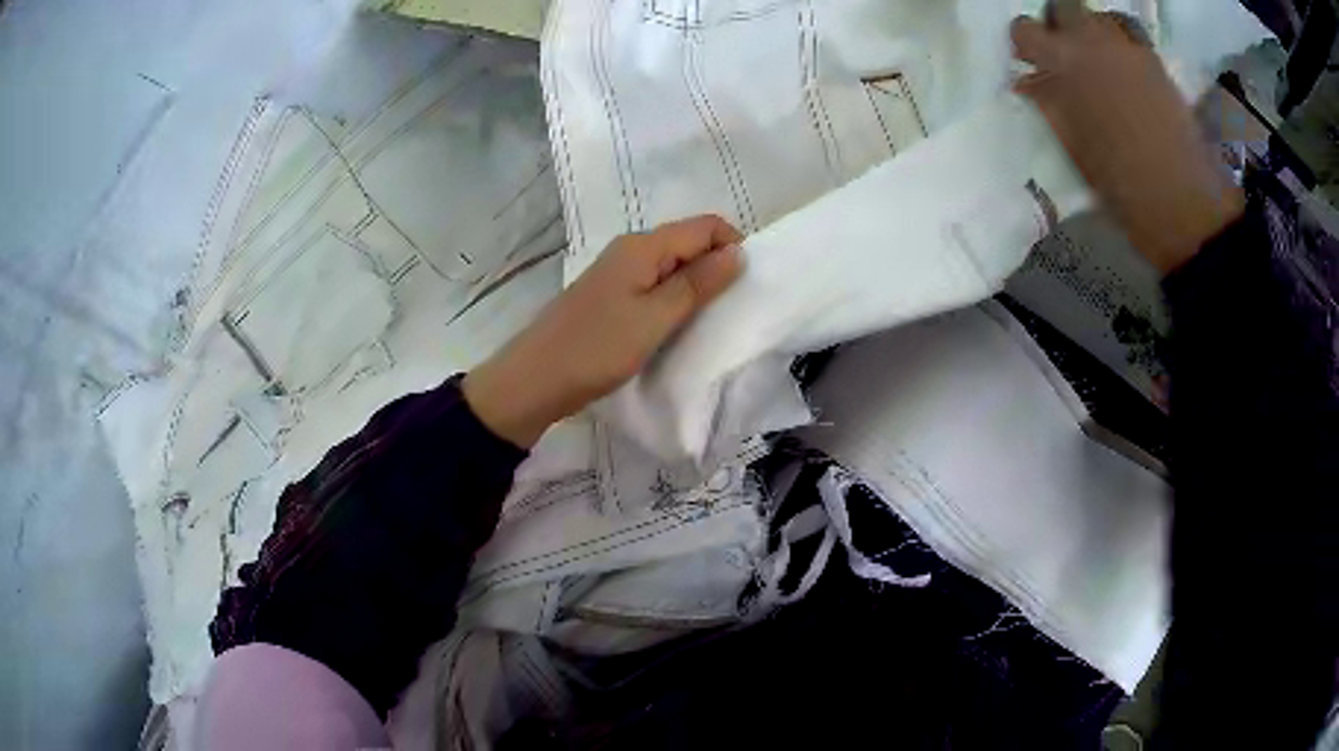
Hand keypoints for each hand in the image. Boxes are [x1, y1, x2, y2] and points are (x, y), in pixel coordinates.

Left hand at [464, 216, 743, 446]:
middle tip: (731, 307)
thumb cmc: (597, 349)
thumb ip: (697, 284)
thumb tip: (737, 253)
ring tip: (707, 319)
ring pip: (672, 265)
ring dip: (695, 285)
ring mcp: (617, 272)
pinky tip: (677, 324)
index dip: (732, 246)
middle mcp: (631, 249)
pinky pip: (654, 284)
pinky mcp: (610, 295)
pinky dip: (673, 298)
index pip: (705, 226)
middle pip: (688, 242)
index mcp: (643, 246)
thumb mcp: (655, 319)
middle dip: (716, 266)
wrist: (535, 380)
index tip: (746, 285)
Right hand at [1011, 10, 1243, 272]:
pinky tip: (1126, 67)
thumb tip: (1027, 82)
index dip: (1025, 44)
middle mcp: (1093, 41)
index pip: (1024, 29)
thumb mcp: (1075, 149)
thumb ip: (1049, 106)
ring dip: (1092, 31)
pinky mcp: (1155, 61)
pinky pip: (1130, 32)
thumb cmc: (1123, 187)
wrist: (1184, 206)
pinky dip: (1122, 41)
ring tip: (1100, 62)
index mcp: (1064, 64)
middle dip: (1059, 24)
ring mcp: (1129, 47)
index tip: (1030, 64)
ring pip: (1099, 15)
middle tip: (1065, 55)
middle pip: (1064, 5)